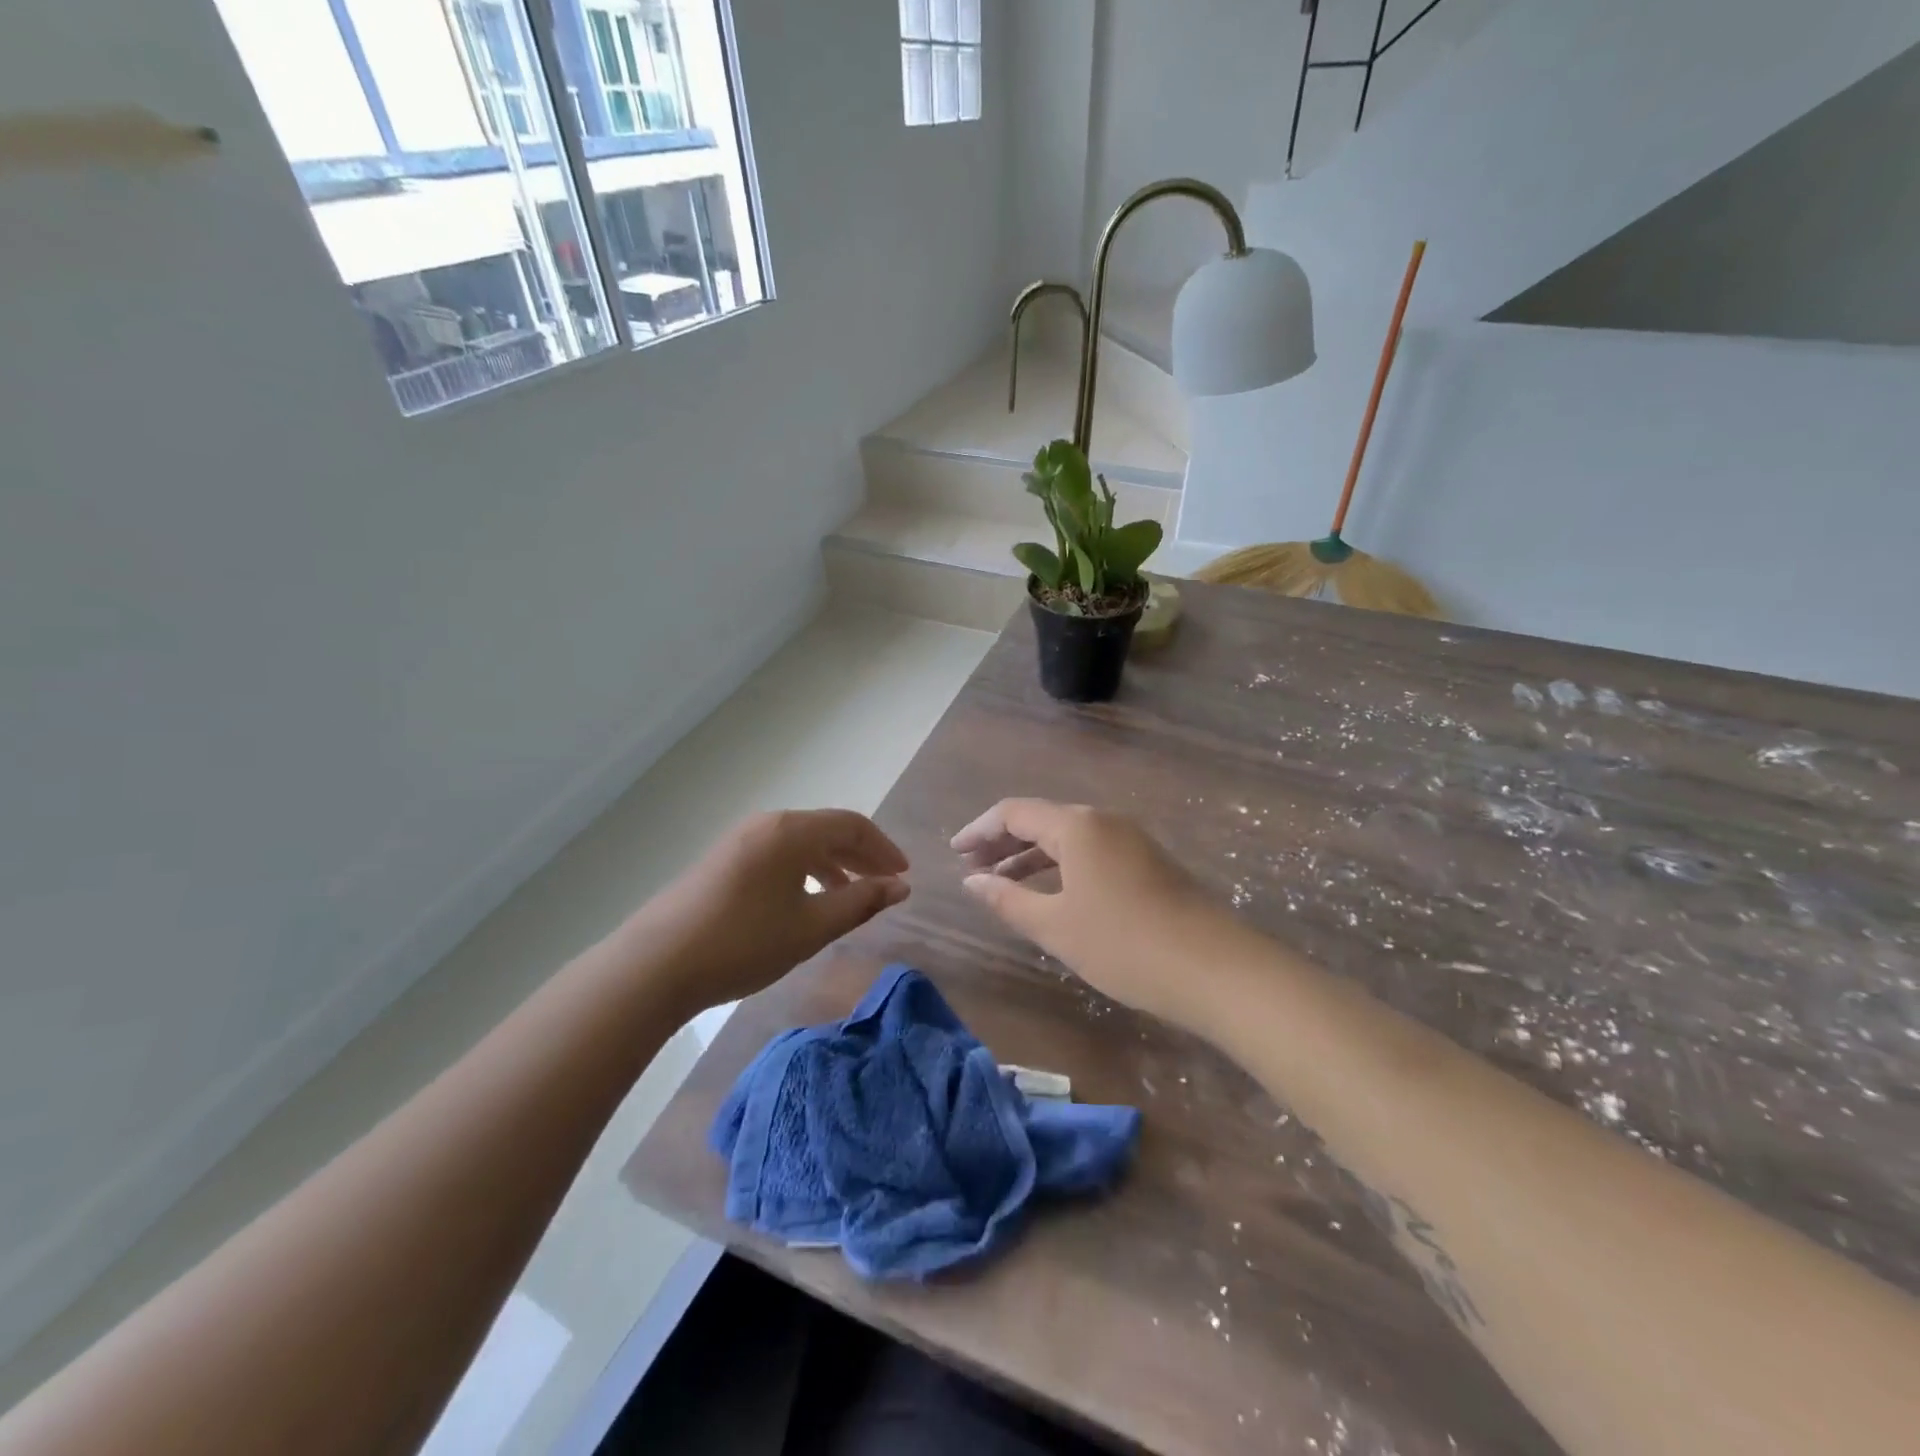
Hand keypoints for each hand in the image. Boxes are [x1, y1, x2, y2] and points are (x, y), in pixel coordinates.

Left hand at [622, 809, 909, 1016]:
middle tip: (885, 884)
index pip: (852, 824)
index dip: (883, 848)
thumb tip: (900, 887)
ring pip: (801, 843)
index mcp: (792, 831)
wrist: (657, 964)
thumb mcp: (811, 927)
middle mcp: (767, 824)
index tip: (903, 875)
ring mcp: (740, 839)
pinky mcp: (723, 859)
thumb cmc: (744, 942)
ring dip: (833, 864)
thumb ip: (860, 903)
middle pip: (827, 829)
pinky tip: (806, 900)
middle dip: (861, 855)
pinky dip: (804, 870)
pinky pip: (778, 853)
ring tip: (851, 895)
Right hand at [953, 799, 1230, 1028]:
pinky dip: (1060, 867)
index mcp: (1076, 825)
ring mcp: (1130, 840)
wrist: (1216, 969)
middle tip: (972, 869)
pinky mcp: (1148, 863)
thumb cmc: (1124, 944)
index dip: (979, 830)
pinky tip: (1049, 894)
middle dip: (1002, 843)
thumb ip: (1007, 899)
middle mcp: (1103, 821)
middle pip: (1041, 820)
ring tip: (1000, 883)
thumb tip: (971, 881)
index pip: (1014, 812)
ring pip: (1067, 838)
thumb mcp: (1055, 926)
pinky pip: (1090, 853)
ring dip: (1030, 857)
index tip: (954, 854)